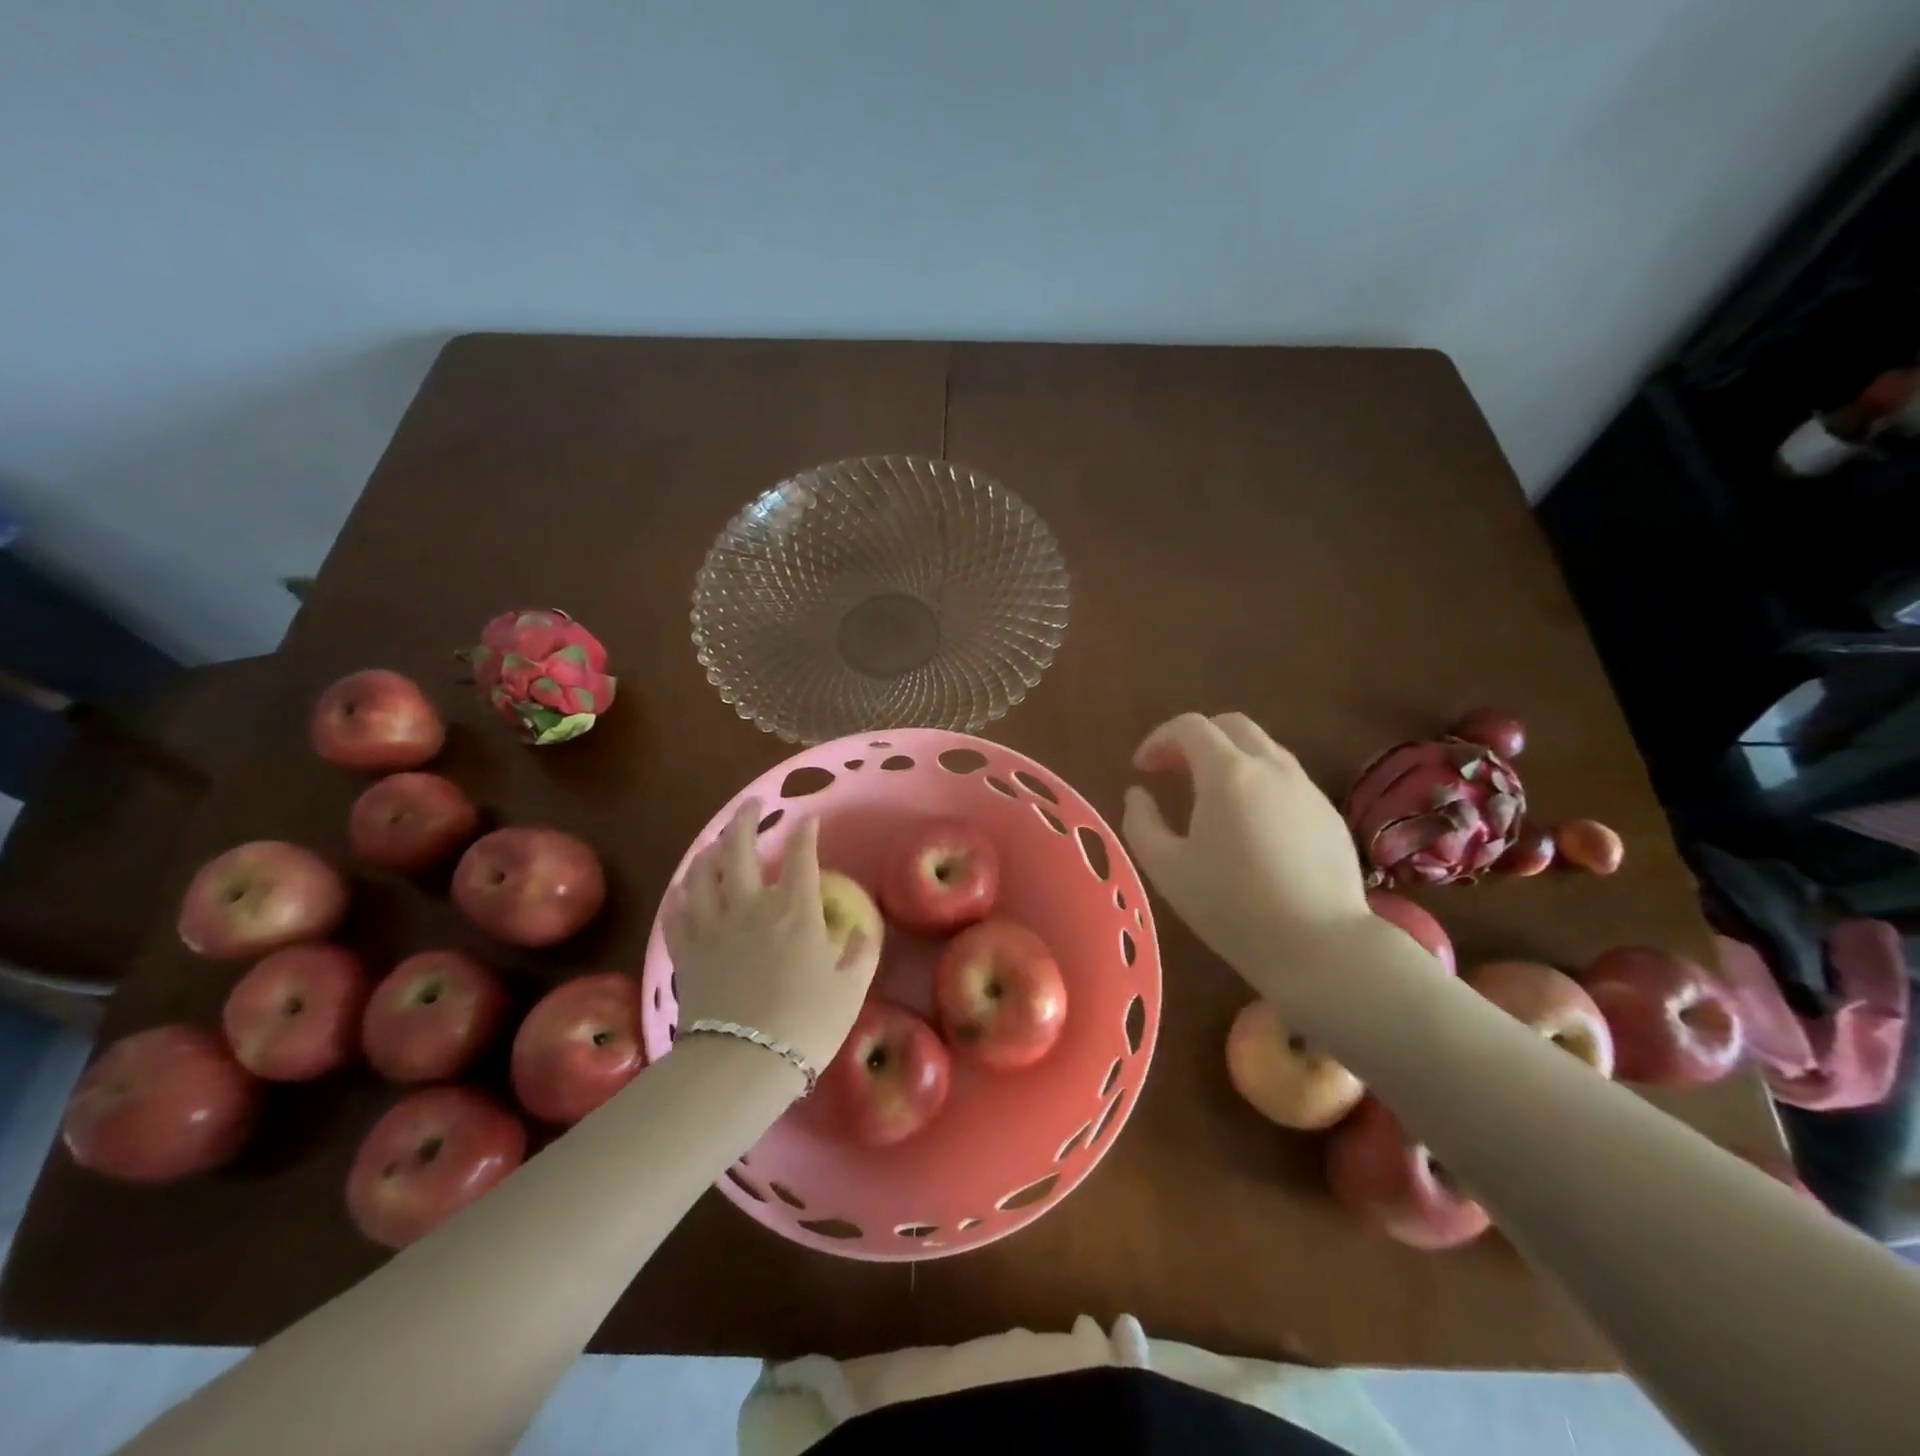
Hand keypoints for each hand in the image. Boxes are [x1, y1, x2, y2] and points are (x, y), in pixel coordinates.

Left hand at [661, 800, 880, 1080]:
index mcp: (795, 910)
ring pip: (702, 872)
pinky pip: (677, 909)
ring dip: (709, 850)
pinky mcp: (686, 949)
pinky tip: (684, 886)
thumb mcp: (850, 989)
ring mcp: (713, 925)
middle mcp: (751, 906)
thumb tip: (860, 928)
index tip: (809, 820)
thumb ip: (859, 953)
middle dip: (745, 820)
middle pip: (739, 849)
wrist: (742, 1062)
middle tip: (751, 806)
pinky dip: (681, 891)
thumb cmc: (806, 1025)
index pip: (801, 857)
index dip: (805, 834)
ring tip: (716, 841)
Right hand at [1122, 713, 1371, 993]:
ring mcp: (1306, 788)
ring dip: (1229, 758)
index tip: (1142, 769)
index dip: (1158, 739)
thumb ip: (1141, 822)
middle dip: (1195, 740)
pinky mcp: (1328, 813)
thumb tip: (1138, 794)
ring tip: (1209, 797)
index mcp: (1228, 772)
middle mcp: (1271, 766)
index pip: (1189, 727)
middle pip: (1230, 726)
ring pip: (1263, 748)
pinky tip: (1250, 824)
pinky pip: (1286, 778)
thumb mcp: (1166, 868)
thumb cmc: (1232, 906)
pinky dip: (1258, 781)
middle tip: (1173, 772)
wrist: (1320, 946)